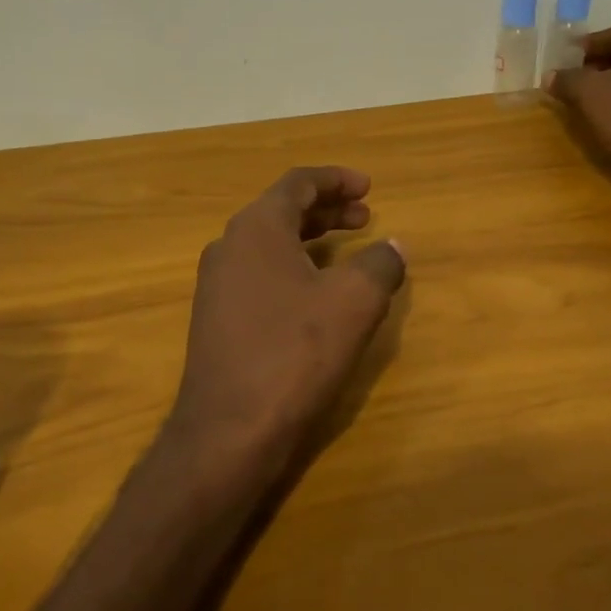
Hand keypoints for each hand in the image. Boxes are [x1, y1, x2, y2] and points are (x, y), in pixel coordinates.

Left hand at [164, 167, 406, 480]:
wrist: (229, 430)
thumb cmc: (295, 352)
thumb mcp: (354, 302)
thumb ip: (380, 264)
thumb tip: (393, 246)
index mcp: (257, 228)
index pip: (298, 184)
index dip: (336, 180)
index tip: (369, 186)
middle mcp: (229, 246)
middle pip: (282, 211)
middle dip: (328, 210)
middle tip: (366, 217)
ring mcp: (217, 285)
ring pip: (270, 245)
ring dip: (311, 240)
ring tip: (348, 251)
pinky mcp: (216, 320)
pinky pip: (260, 275)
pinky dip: (294, 269)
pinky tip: (317, 295)